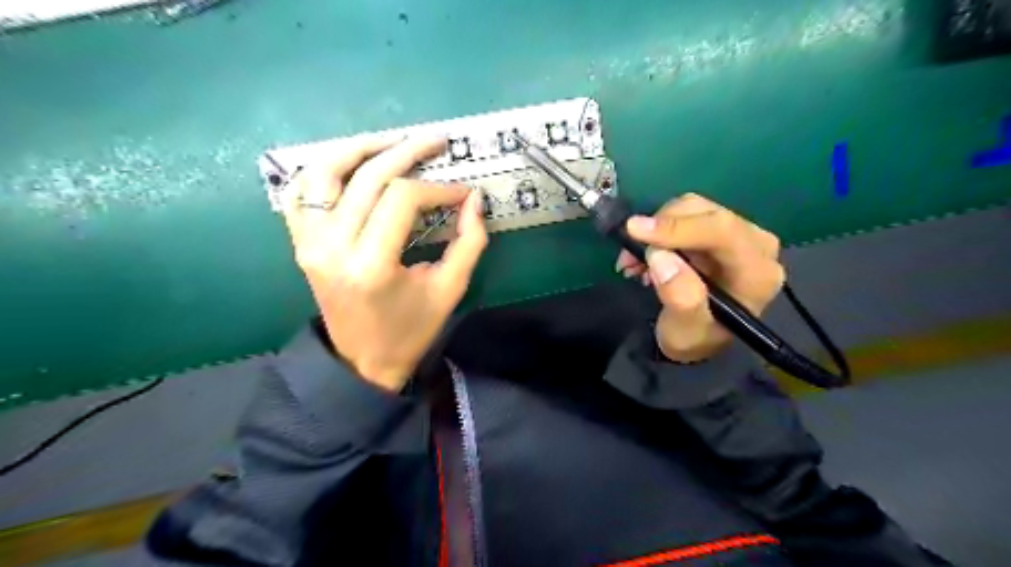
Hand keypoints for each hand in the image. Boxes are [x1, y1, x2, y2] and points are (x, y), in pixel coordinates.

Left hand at [282, 135, 488, 390]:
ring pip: (326, 171)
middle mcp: (332, 246)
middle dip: (407, 152)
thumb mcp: (449, 290)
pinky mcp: (301, 242)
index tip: (463, 192)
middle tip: (436, 141)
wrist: (361, 360)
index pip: (404, 199)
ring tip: (393, 140)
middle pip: (368, 177)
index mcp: (371, 264)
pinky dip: (322, 169)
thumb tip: (475, 199)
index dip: (439, 188)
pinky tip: (350, 163)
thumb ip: (469, 243)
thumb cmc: (410, 330)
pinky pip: (300, 192)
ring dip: (361, 148)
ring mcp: (309, 242)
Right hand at [612, 195, 784, 362]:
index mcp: (757, 272)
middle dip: (661, 230)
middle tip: (630, 257)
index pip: (722, 232)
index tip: (636, 231)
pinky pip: (684, 215)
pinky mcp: (718, 230)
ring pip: (691, 209)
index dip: (677, 227)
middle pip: (706, 214)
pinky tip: (644, 256)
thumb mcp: (685, 331)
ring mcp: (737, 234)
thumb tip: (661, 257)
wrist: (696, 340)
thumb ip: (680, 298)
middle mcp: (755, 245)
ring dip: (655, 231)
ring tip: (634, 262)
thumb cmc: (695, 339)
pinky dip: (658, 230)